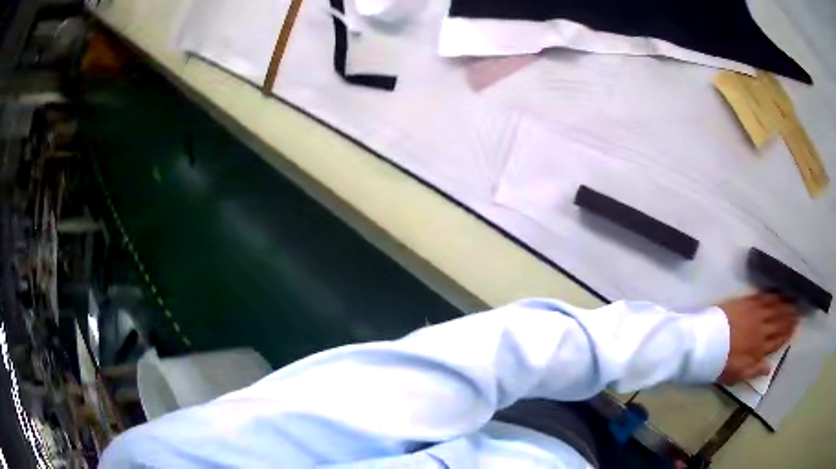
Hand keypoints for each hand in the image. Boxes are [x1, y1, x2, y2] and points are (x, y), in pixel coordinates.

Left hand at [717, 293, 797, 383]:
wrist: (707, 342)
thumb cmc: (722, 362)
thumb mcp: (738, 373)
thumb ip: (755, 370)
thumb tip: (770, 368)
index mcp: (759, 348)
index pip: (777, 340)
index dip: (786, 335)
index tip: (795, 329)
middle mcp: (761, 329)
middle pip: (779, 322)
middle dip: (789, 318)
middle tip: (799, 312)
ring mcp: (755, 313)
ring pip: (775, 308)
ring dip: (785, 305)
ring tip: (794, 302)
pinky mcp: (747, 301)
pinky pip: (764, 297)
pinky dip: (773, 295)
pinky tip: (779, 293)